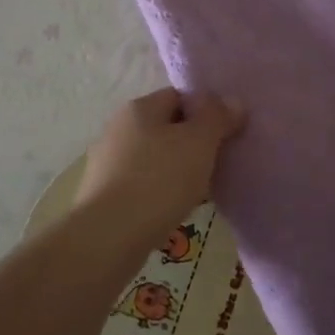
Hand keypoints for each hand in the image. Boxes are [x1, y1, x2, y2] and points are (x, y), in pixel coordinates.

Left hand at [76, 88, 245, 231]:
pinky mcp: (102, 195)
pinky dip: (158, 193)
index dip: (204, 112)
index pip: (178, 97)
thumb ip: (217, 117)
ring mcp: (106, 162)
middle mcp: (118, 128)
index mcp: (139, 108)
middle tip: (215, 166)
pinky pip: (140, 185)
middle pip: (165, 128)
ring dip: (175, 171)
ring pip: (153, 158)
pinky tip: (171, 211)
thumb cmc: (158, 180)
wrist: (108, 236)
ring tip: (197, 193)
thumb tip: (233, 101)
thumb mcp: (199, 142)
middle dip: (191, 144)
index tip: (224, 136)